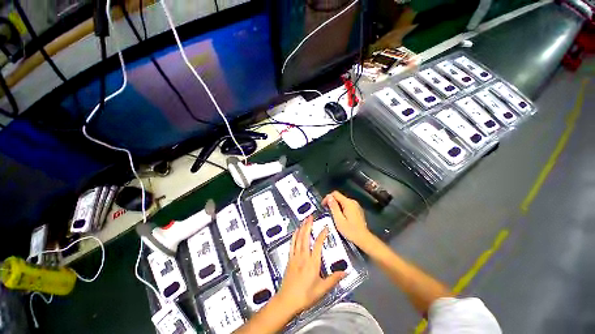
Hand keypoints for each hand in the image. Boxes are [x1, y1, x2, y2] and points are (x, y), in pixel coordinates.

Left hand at [276, 216, 345, 314]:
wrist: (287, 301)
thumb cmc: (305, 295)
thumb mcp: (322, 289)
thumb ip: (334, 279)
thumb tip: (345, 272)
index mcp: (312, 262)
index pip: (318, 244)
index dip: (322, 234)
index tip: (326, 227)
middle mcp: (303, 256)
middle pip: (306, 237)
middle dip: (308, 225)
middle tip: (310, 216)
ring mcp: (295, 256)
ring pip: (298, 238)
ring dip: (301, 228)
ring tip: (304, 219)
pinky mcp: (289, 259)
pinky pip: (292, 244)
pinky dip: (294, 235)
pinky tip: (295, 231)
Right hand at [322, 191, 370, 246]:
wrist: (364, 239)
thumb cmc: (350, 230)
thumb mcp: (339, 219)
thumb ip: (333, 207)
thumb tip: (328, 196)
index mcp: (348, 203)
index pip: (335, 194)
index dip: (327, 198)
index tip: (323, 206)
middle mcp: (352, 201)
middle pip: (339, 197)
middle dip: (331, 202)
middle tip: (327, 211)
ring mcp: (356, 205)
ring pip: (342, 201)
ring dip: (336, 205)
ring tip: (332, 214)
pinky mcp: (357, 209)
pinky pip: (347, 205)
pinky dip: (342, 208)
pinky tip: (340, 216)